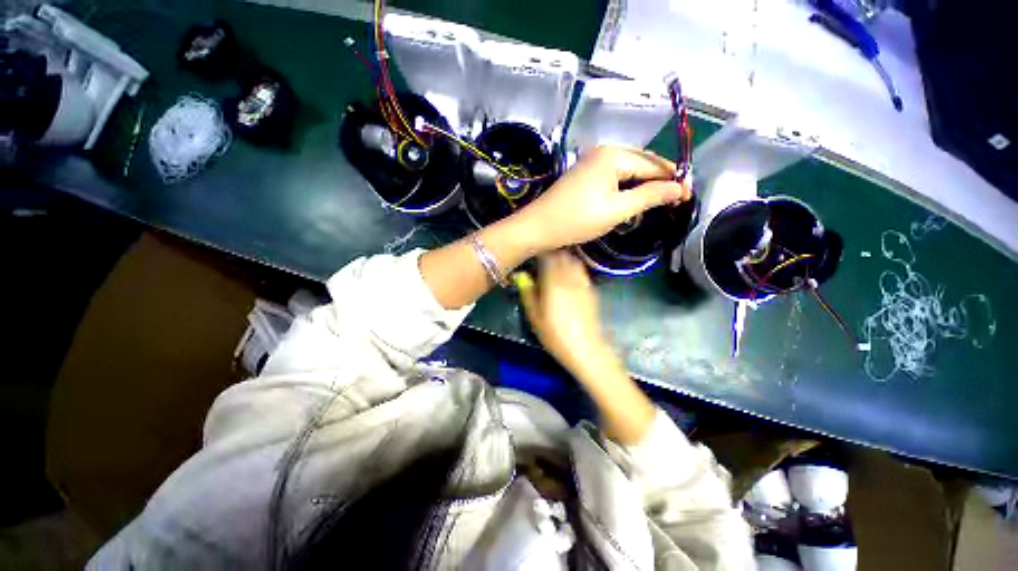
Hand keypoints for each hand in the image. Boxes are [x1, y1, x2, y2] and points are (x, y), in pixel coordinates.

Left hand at [513, 146, 691, 252]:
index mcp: (614, 155)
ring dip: (644, 183)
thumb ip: (649, 196)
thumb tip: (680, 188)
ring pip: (628, 170)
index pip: (654, 164)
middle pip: (642, 163)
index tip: (689, 196)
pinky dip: (627, 186)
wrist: (538, 227)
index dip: (673, 179)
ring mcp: (591, 162)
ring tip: (659, 200)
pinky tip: (633, 197)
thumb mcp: (617, 210)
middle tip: (675, 200)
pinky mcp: (584, 174)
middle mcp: (604, 151)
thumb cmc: (577, 219)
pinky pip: (614, 176)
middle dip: (659, 180)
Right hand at [516, 251, 611, 375]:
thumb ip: (527, 293)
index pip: (547, 256)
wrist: (585, 348)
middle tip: (542, 256)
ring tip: (555, 263)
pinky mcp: (591, 289)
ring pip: (573, 260)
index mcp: (553, 282)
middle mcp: (569, 277)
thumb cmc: (555, 335)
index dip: (540, 250)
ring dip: (564, 257)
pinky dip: (574, 267)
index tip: (532, 251)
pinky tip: (569, 275)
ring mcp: (583, 282)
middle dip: (552, 251)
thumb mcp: (534, 316)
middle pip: (562, 254)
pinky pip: (581, 270)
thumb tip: (521, 275)